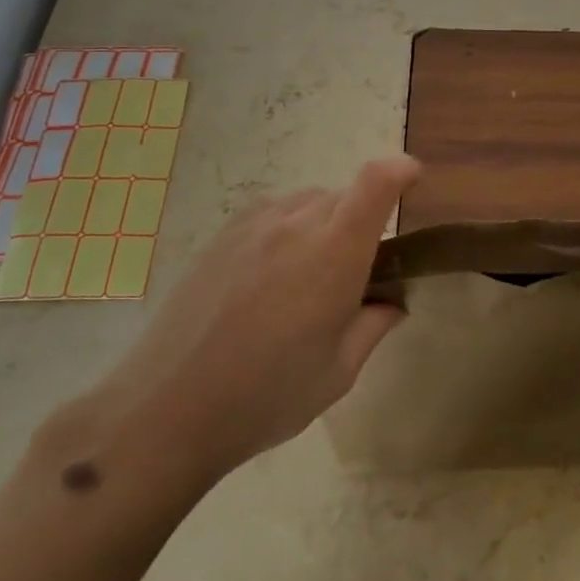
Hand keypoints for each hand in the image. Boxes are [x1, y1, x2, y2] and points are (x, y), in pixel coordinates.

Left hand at [97, 154, 421, 477]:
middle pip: (344, 196)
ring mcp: (252, 226)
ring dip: (323, 225)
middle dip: (362, 221)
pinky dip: (287, 229)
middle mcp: (295, 225)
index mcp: (334, 254)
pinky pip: (271, 213)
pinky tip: (270, 275)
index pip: (376, 182)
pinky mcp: (220, 236)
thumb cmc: (265, 396)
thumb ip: (374, 325)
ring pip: (307, 203)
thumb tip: (391, 302)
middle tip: (354, 274)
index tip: (413, 182)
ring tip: (307, 278)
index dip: (401, 171)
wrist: (166, 409)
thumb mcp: (338, 372)